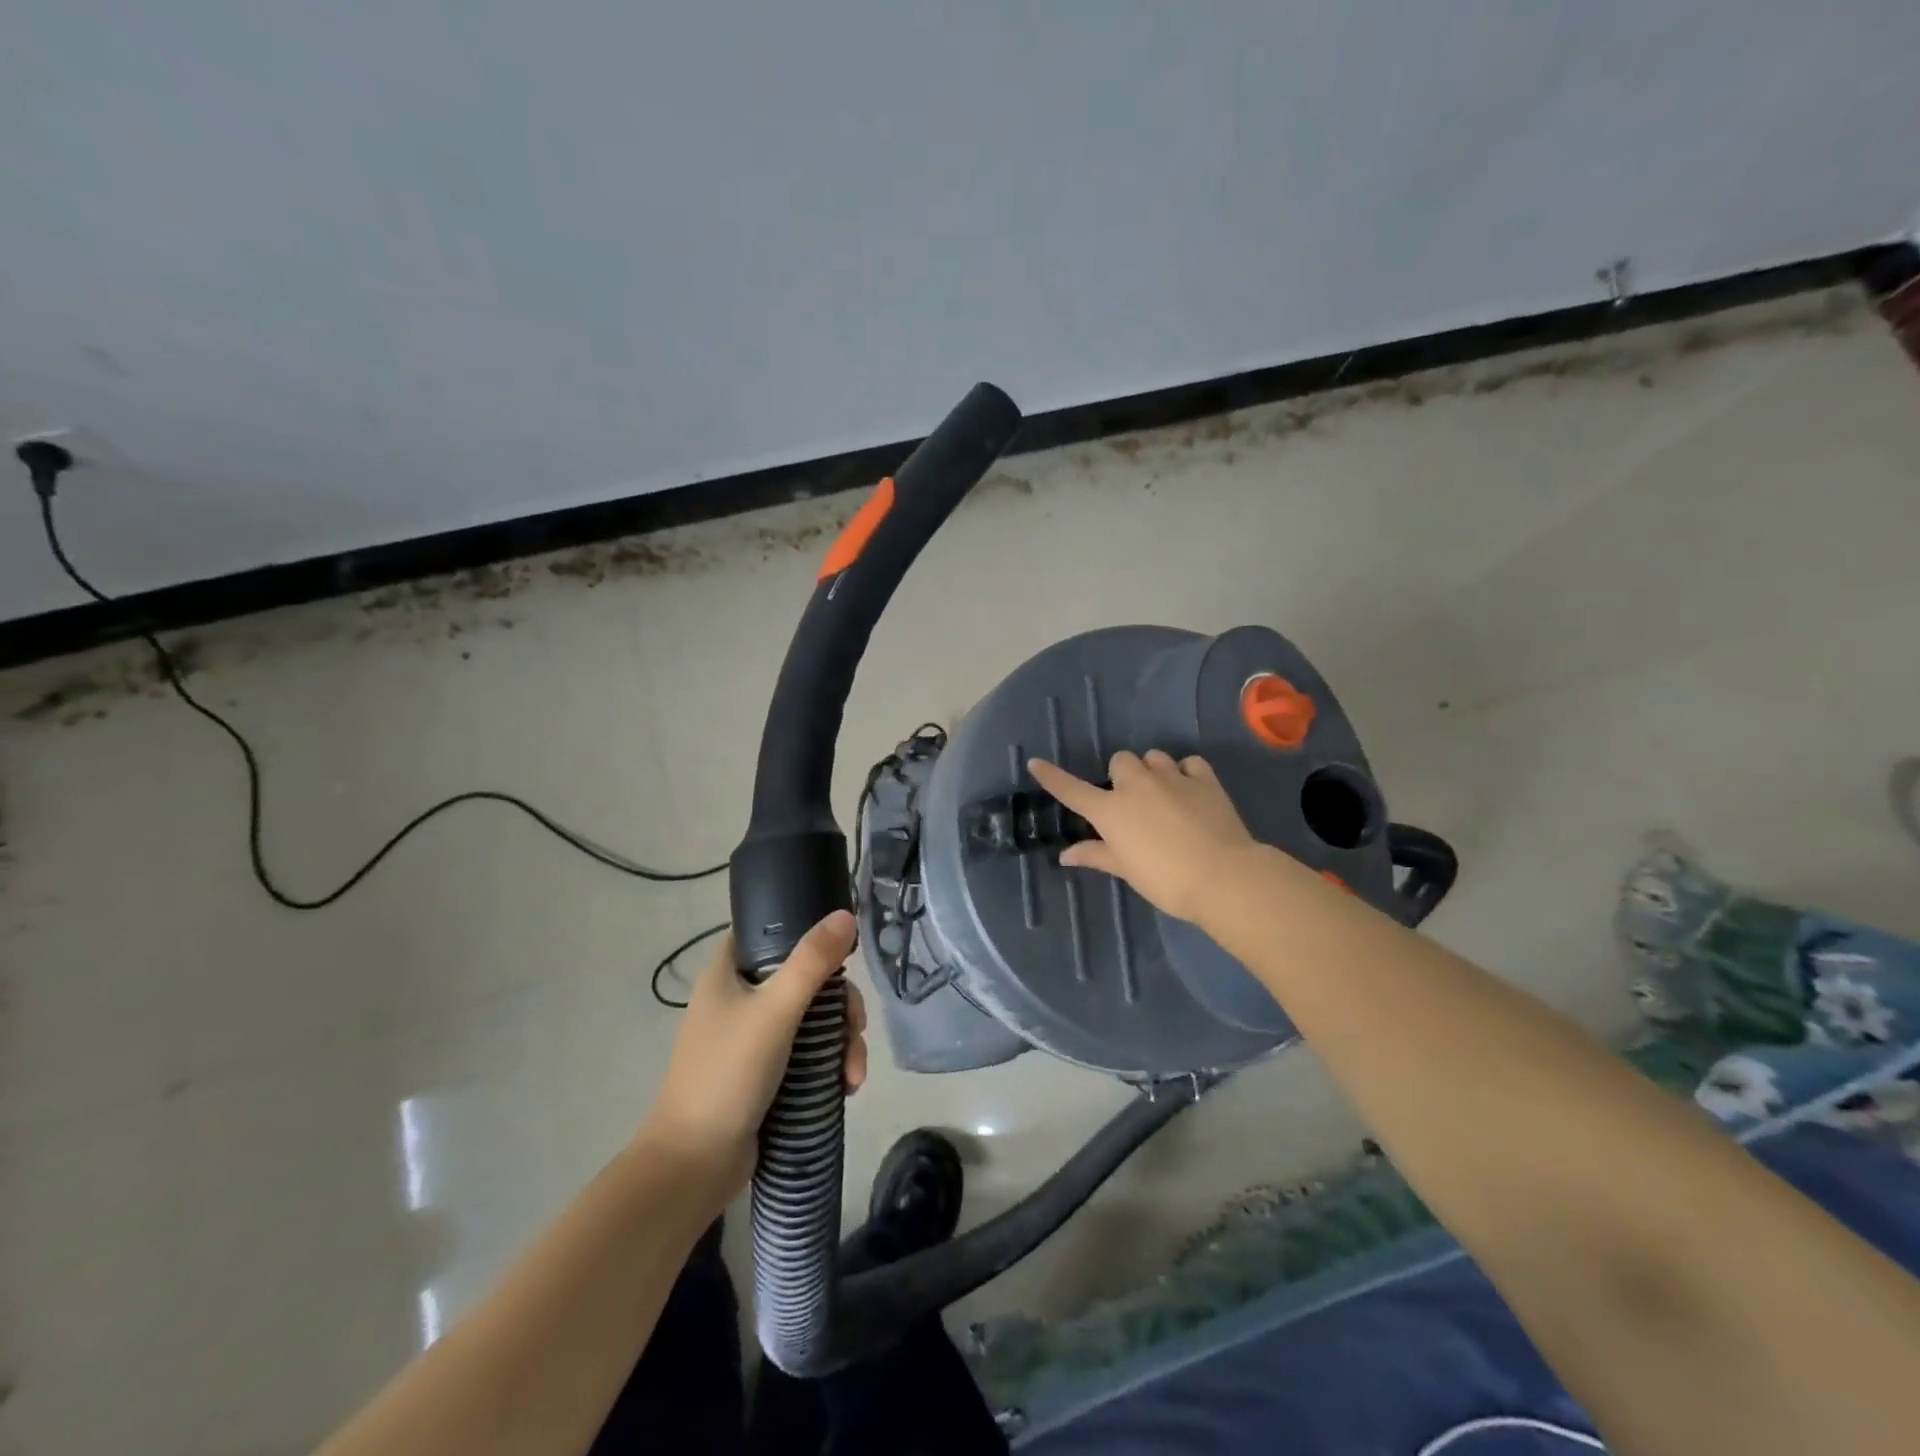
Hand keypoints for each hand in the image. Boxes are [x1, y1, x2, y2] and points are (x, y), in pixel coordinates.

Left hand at [637, 911, 867, 1198]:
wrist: (692, 1166)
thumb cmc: (727, 1075)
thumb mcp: (774, 1011)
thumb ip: (812, 962)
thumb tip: (846, 914)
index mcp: (728, 973)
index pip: (771, 931)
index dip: (807, 934)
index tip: (841, 954)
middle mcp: (739, 998)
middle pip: (804, 979)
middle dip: (839, 1006)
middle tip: (855, 1028)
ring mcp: (753, 1038)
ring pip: (812, 1020)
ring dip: (841, 1042)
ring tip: (853, 1075)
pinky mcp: (766, 1073)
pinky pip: (808, 1054)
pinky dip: (829, 1065)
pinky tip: (845, 1086)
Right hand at [1029, 751, 1259, 922]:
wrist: (1222, 875)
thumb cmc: (1165, 880)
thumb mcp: (1126, 870)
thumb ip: (1095, 855)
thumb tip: (1065, 855)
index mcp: (1111, 810)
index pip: (1072, 790)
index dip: (1052, 777)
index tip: (1036, 763)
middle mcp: (1137, 785)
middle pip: (1120, 761)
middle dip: (1122, 776)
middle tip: (1131, 802)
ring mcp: (1172, 778)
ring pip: (1154, 757)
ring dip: (1153, 771)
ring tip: (1163, 794)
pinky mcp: (1204, 778)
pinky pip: (1189, 763)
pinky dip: (1186, 772)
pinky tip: (1190, 790)